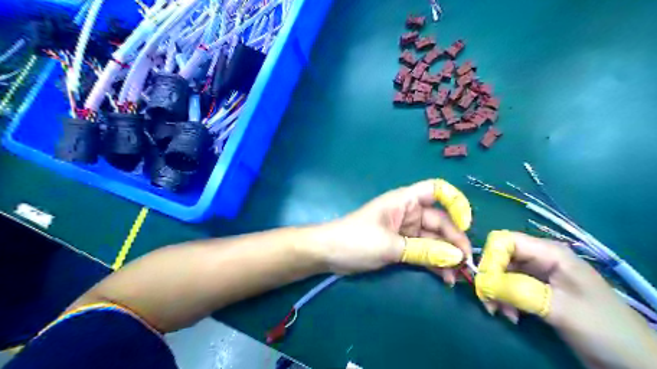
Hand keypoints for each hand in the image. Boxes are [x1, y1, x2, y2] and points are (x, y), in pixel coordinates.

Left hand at [313, 178, 472, 282]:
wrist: (329, 253)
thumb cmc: (356, 240)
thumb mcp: (390, 245)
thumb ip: (423, 251)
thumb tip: (456, 258)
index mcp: (404, 201)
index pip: (436, 190)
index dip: (455, 202)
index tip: (466, 223)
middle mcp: (409, 213)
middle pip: (440, 220)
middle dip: (454, 240)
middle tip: (465, 264)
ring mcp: (406, 231)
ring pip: (434, 240)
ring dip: (446, 256)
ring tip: (458, 276)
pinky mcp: (402, 246)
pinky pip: (424, 252)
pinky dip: (434, 263)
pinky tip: (445, 278)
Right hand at [476, 233, 656, 367]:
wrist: (630, 358)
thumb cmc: (601, 326)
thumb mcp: (559, 307)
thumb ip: (518, 290)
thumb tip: (482, 282)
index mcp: (549, 252)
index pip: (504, 240)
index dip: (490, 257)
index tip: (484, 282)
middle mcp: (541, 258)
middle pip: (501, 256)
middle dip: (490, 277)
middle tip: (488, 302)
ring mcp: (539, 274)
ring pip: (502, 272)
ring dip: (496, 291)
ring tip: (500, 312)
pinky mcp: (538, 289)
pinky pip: (510, 286)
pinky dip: (504, 299)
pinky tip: (510, 315)